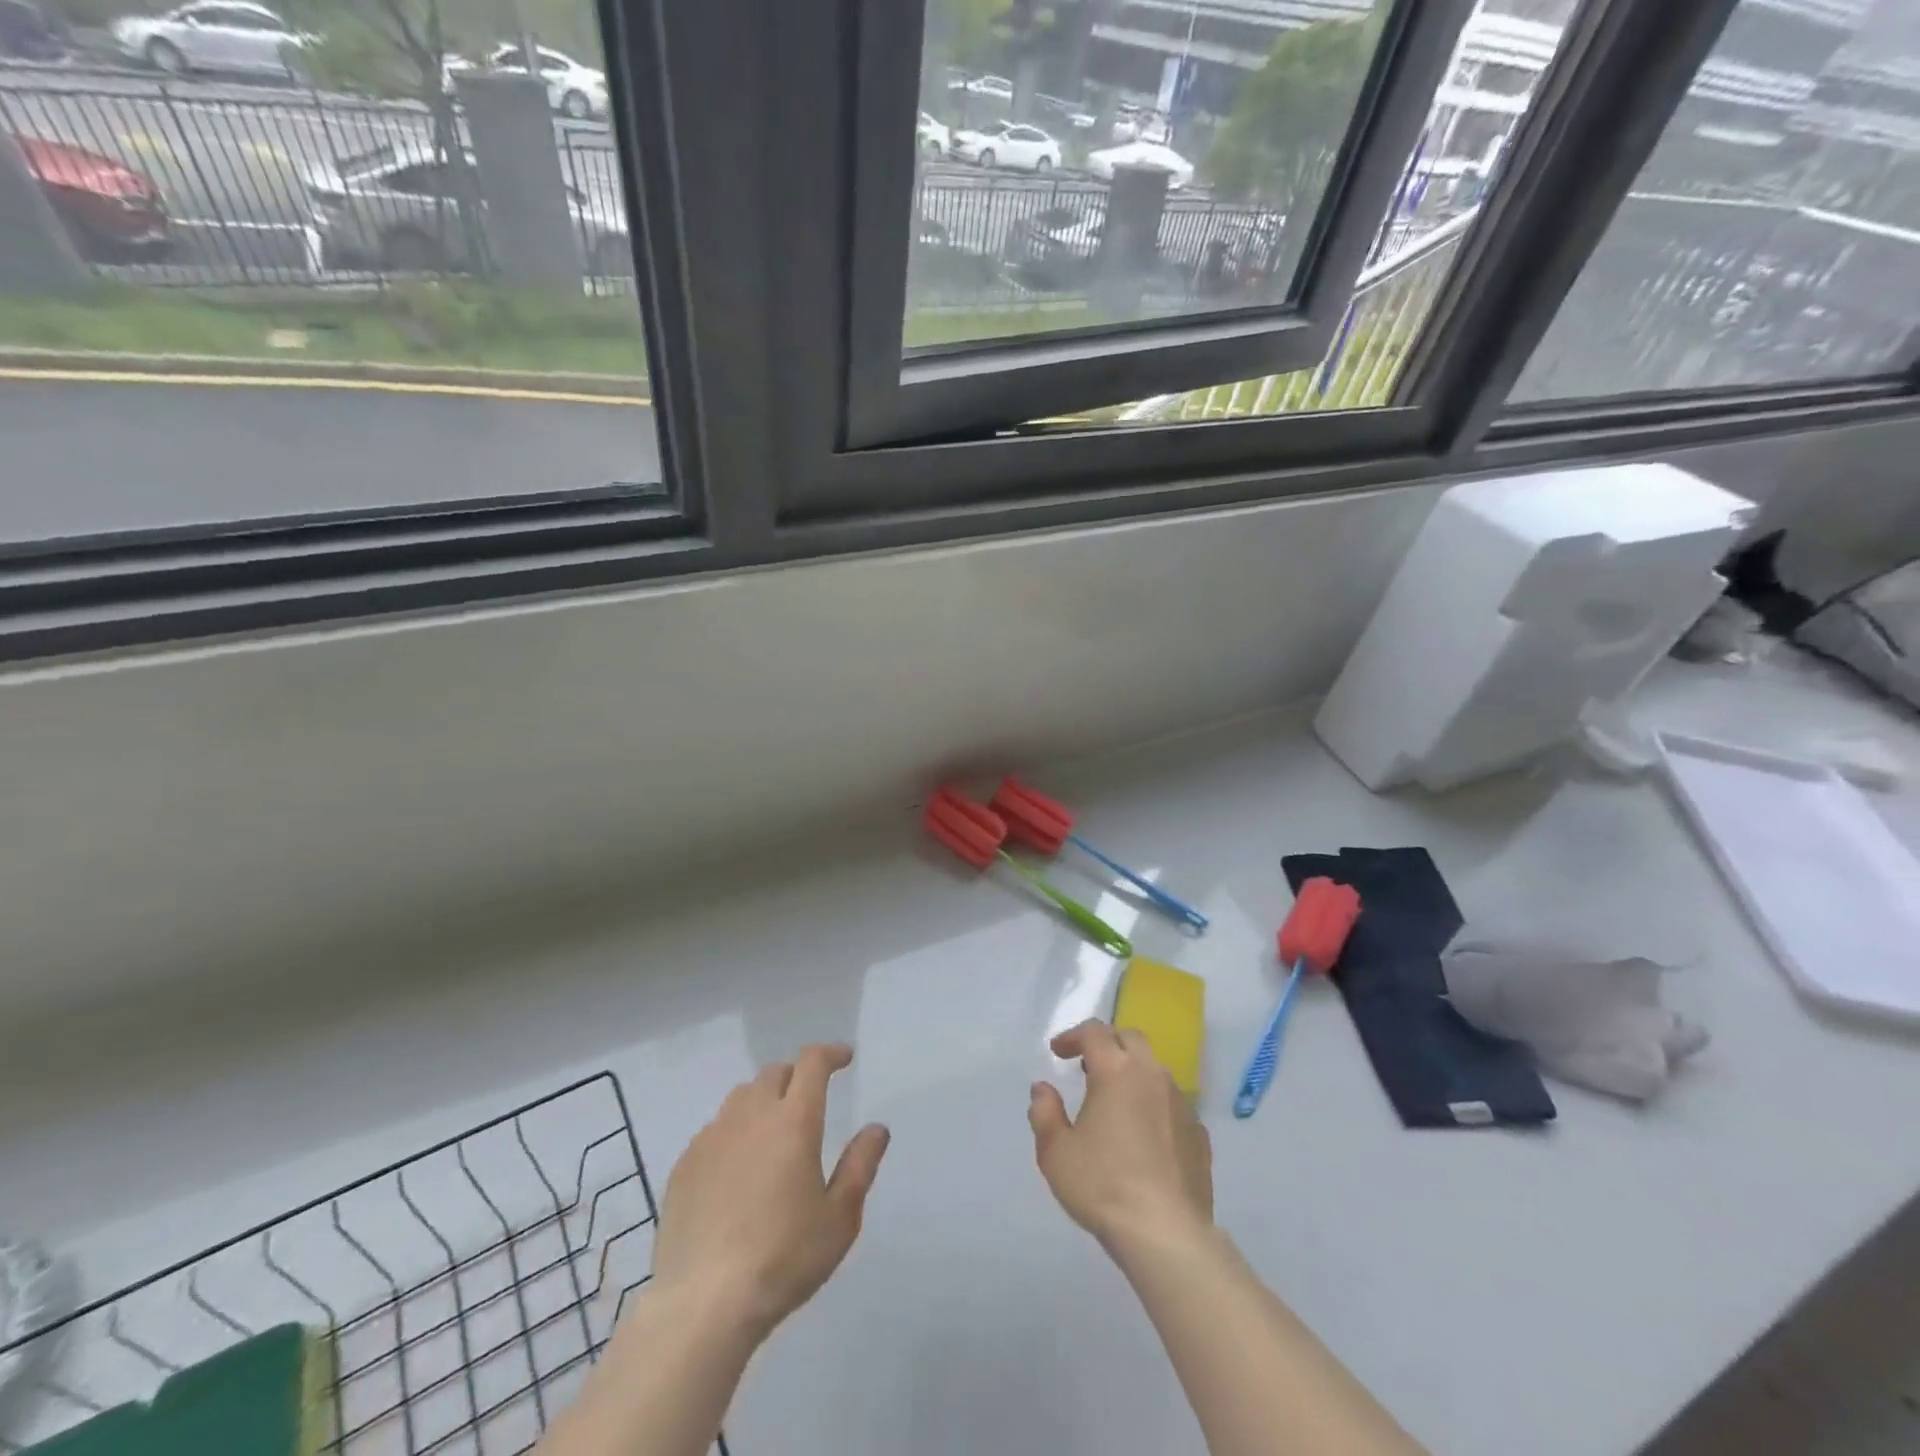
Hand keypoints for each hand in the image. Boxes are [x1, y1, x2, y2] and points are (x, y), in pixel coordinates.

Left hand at [651, 1043, 889, 1343]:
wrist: (703, 1304)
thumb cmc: (783, 1258)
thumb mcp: (839, 1218)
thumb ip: (860, 1166)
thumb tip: (877, 1129)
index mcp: (794, 1121)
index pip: (812, 1063)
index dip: (830, 1053)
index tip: (844, 1058)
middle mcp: (751, 1116)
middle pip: (774, 1074)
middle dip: (796, 1077)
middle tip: (809, 1100)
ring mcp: (712, 1138)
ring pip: (741, 1098)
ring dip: (762, 1101)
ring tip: (772, 1132)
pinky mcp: (684, 1165)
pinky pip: (714, 1130)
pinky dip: (733, 1133)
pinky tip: (736, 1169)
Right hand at [1029, 1020, 1212, 1254]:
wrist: (1166, 1234)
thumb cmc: (1103, 1186)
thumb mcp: (1056, 1152)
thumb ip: (1044, 1113)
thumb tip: (1043, 1089)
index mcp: (1116, 1071)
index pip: (1094, 1033)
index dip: (1073, 1036)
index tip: (1058, 1052)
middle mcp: (1152, 1076)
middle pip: (1130, 1039)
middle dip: (1107, 1043)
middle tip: (1087, 1065)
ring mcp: (1181, 1104)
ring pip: (1155, 1070)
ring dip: (1133, 1072)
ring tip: (1115, 1100)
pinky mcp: (1199, 1134)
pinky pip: (1173, 1104)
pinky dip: (1154, 1105)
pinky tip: (1145, 1134)